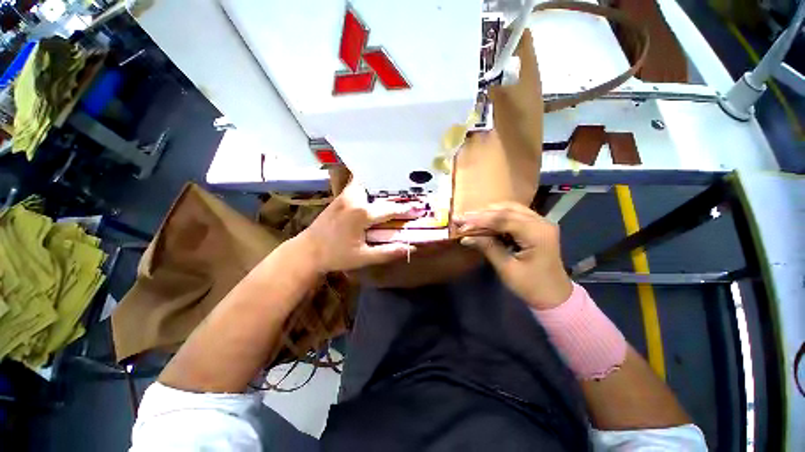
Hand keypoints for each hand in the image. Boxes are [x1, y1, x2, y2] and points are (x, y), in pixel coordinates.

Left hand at [293, 181, 421, 273]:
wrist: (308, 250)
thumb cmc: (336, 255)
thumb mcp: (364, 258)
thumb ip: (388, 252)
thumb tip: (410, 248)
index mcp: (362, 214)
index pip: (390, 209)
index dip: (406, 209)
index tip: (418, 207)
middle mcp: (354, 199)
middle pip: (379, 189)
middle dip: (395, 190)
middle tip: (408, 190)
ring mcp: (345, 195)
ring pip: (367, 182)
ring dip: (381, 184)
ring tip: (394, 188)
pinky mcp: (340, 196)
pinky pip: (358, 185)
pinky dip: (369, 185)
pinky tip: (375, 192)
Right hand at [457, 203, 571, 308]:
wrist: (555, 296)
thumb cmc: (532, 286)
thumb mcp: (507, 269)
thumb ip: (488, 248)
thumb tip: (465, 237)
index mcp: (537, 234)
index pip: (503, 219)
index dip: (480, 219)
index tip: (460, 222)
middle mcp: (541, 222)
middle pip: (506, 210)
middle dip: (481, 214)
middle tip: (461, 218)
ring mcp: (540, 222)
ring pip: (510, 209)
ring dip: (489, 212)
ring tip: (470, 218)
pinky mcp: (536, 226)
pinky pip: (514, 214)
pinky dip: (498, 216)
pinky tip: (485, 220)